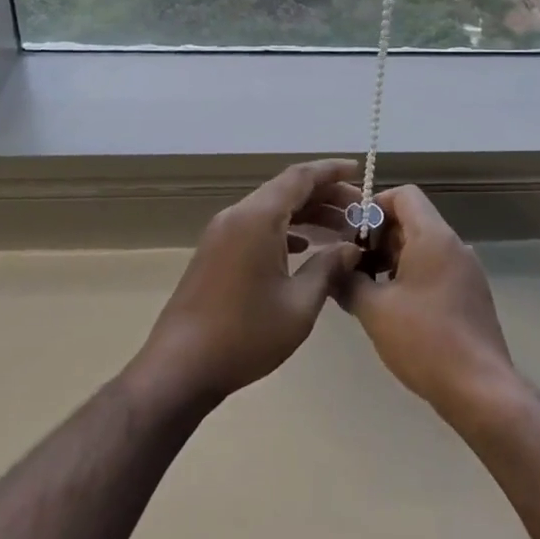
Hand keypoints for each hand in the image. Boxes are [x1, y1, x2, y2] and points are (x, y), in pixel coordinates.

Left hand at [132, 159, 363, 406]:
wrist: (179, 368)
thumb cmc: (245, 335)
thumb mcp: (299, 305)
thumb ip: (328, 268)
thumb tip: (351, 249)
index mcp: (258, 218)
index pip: (301, 177)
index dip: (332, 170)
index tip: (360, 170)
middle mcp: (238, 215)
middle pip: (287, 189)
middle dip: (325, 195)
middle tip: (359, 211)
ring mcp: (222, 233)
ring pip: (271, 208)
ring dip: (306, 213)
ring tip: (339, 230)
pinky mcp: (215, 252)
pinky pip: (256, 225)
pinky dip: (284, 228)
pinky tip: (302, 247)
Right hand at [337, 185, 516, 418]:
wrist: (480, 388)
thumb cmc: (424, 340)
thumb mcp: (374, 310)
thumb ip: (348, 282)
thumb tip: (333, 269)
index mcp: (433, 236)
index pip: (404, 195)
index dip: (374, 206)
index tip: (351, 235)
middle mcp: (454, 245)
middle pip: (412, 221)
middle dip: (378, 239)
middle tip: (352, 267)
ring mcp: (467, 271)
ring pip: (423, 248)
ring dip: (393, 261)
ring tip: (367, 291)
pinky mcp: (471, 295)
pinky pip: (436, 270)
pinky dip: (412, 277)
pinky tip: (394, 310)